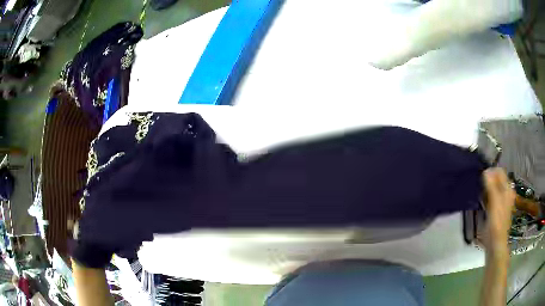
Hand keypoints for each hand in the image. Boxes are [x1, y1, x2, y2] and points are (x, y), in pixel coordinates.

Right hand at [481, 168, 514, 255]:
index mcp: (508, 188)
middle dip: (488, 180)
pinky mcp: (497, 209)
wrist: (495, 242)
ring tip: (480, 195)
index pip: (499, 172)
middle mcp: (506, 192)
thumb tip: (485, 170)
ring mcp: (502, 201)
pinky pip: (492, 197)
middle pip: (497, 179)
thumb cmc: (496, 222)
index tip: (481, 178)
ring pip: (494, 188)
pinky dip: (487, 196)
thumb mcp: (494, 202)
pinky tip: (482, 202)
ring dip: (487, 189)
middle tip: (480, 187)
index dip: (490, 172)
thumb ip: (491, 185)